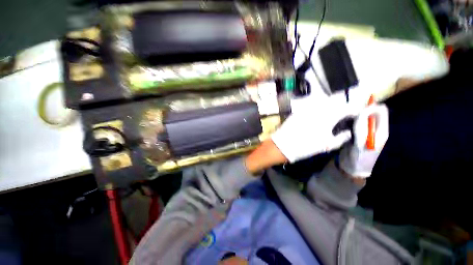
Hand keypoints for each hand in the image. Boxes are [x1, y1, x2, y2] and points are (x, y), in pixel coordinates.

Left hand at [271, 94, 360, 162]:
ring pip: (323, 102)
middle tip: (343, 115)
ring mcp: (306, 108)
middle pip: (335, 102)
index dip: (354, 110)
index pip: (347, 108)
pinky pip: (311, 106)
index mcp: (329, 116)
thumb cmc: (306, 146)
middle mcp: (318, 108)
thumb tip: (349, 132)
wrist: (283, 145)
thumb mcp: (327, 145)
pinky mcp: (298, 111)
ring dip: (329, 106)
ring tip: (330, 116)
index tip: (356, 115)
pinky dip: (317, 109)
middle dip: (341, 107)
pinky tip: (315, 117)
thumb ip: (342, 137)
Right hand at [339, 104, 388, 177]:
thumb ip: (363, 125)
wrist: (351, 168)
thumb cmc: (359, 157)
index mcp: (381, 131)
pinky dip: (346, 124)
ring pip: (360, 118)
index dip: (371, 107)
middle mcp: (374, 129)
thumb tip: (366, 109)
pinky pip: (353, 124)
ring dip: (351, 119)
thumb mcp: (361, 141)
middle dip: (359, 114)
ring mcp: (365, 132)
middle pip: (370, 113)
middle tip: (347, 120)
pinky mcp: (356, 134)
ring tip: (342, 127)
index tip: (358, 112)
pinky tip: (340, 130)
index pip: (381, 111)